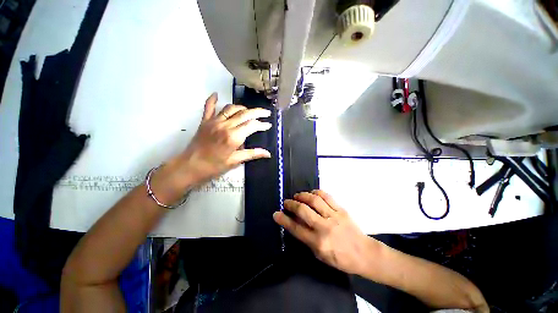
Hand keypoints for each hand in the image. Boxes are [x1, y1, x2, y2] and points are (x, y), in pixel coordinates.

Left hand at [152, 93, 271, 202]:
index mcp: (234, 137)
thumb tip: (268, 153)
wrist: (191, 166)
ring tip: (249, 111)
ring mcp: (214, 121)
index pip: (252, 125)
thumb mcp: (235, 161)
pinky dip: (212, 100)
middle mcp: (225, 125)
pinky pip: (209, 107)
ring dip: (242, 108)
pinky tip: (216, 94)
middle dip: (257, 112)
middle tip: (266, 112)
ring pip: (231, 108)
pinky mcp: (205, 121)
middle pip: (245, 114)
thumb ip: (252, 154)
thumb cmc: (214, 166)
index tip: (268, 125)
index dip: (262, 124)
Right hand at [273, 190, 376, 274]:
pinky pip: (327, 196)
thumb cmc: (340, 258)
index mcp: (318, 242)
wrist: (363, 253)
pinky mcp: (341, 209)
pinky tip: (311, 193)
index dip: (284, 220)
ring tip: (297, 196)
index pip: (296, 228)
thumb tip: (294, 223)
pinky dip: (316, 192)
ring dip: (302, 195)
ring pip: (314, 200)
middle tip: (286, 202)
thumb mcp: (319, 254)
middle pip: (303, 210)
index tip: (276, 213)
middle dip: (291, 204)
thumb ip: (306, 238)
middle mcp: (324, 227)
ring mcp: (334, 216)